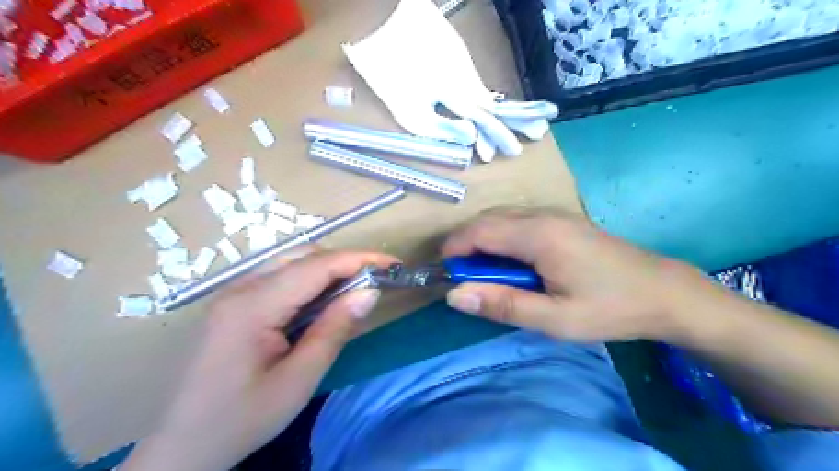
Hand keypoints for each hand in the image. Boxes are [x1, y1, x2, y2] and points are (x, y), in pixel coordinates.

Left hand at [123, 249, 397, 468]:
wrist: (182, 446)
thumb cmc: (242, 418)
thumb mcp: (299, 380)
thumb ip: (335, 329)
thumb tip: (369, 291)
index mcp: (253, 306)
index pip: (316, 266)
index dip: (359, 259)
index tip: (392, 264)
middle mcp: (240, 287)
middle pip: (302, 256)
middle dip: (344, 262)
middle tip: (375, 281)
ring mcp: (233, 292)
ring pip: (291, 262)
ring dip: (327, 269)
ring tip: (354, 289)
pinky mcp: (234, 302)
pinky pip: (279, 277)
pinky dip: (309, 280)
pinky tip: (322, 301)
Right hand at [441, 207, 708, 344]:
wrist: (663, 292)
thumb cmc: (609, 308)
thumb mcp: (555, 319)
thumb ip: (503, 305)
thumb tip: (455, 295)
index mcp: (539, 235)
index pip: (479, 231)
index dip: (454, 248)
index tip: (444, 273)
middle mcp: (543, 215)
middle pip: (487, 220)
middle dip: (466, 244)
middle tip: (463, 278)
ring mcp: (555, 214)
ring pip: (502, 218)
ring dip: (483, 241)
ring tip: (484, 273)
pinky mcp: (562, 220)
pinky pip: (518, 221)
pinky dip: (501, 238)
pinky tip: (511, 263)